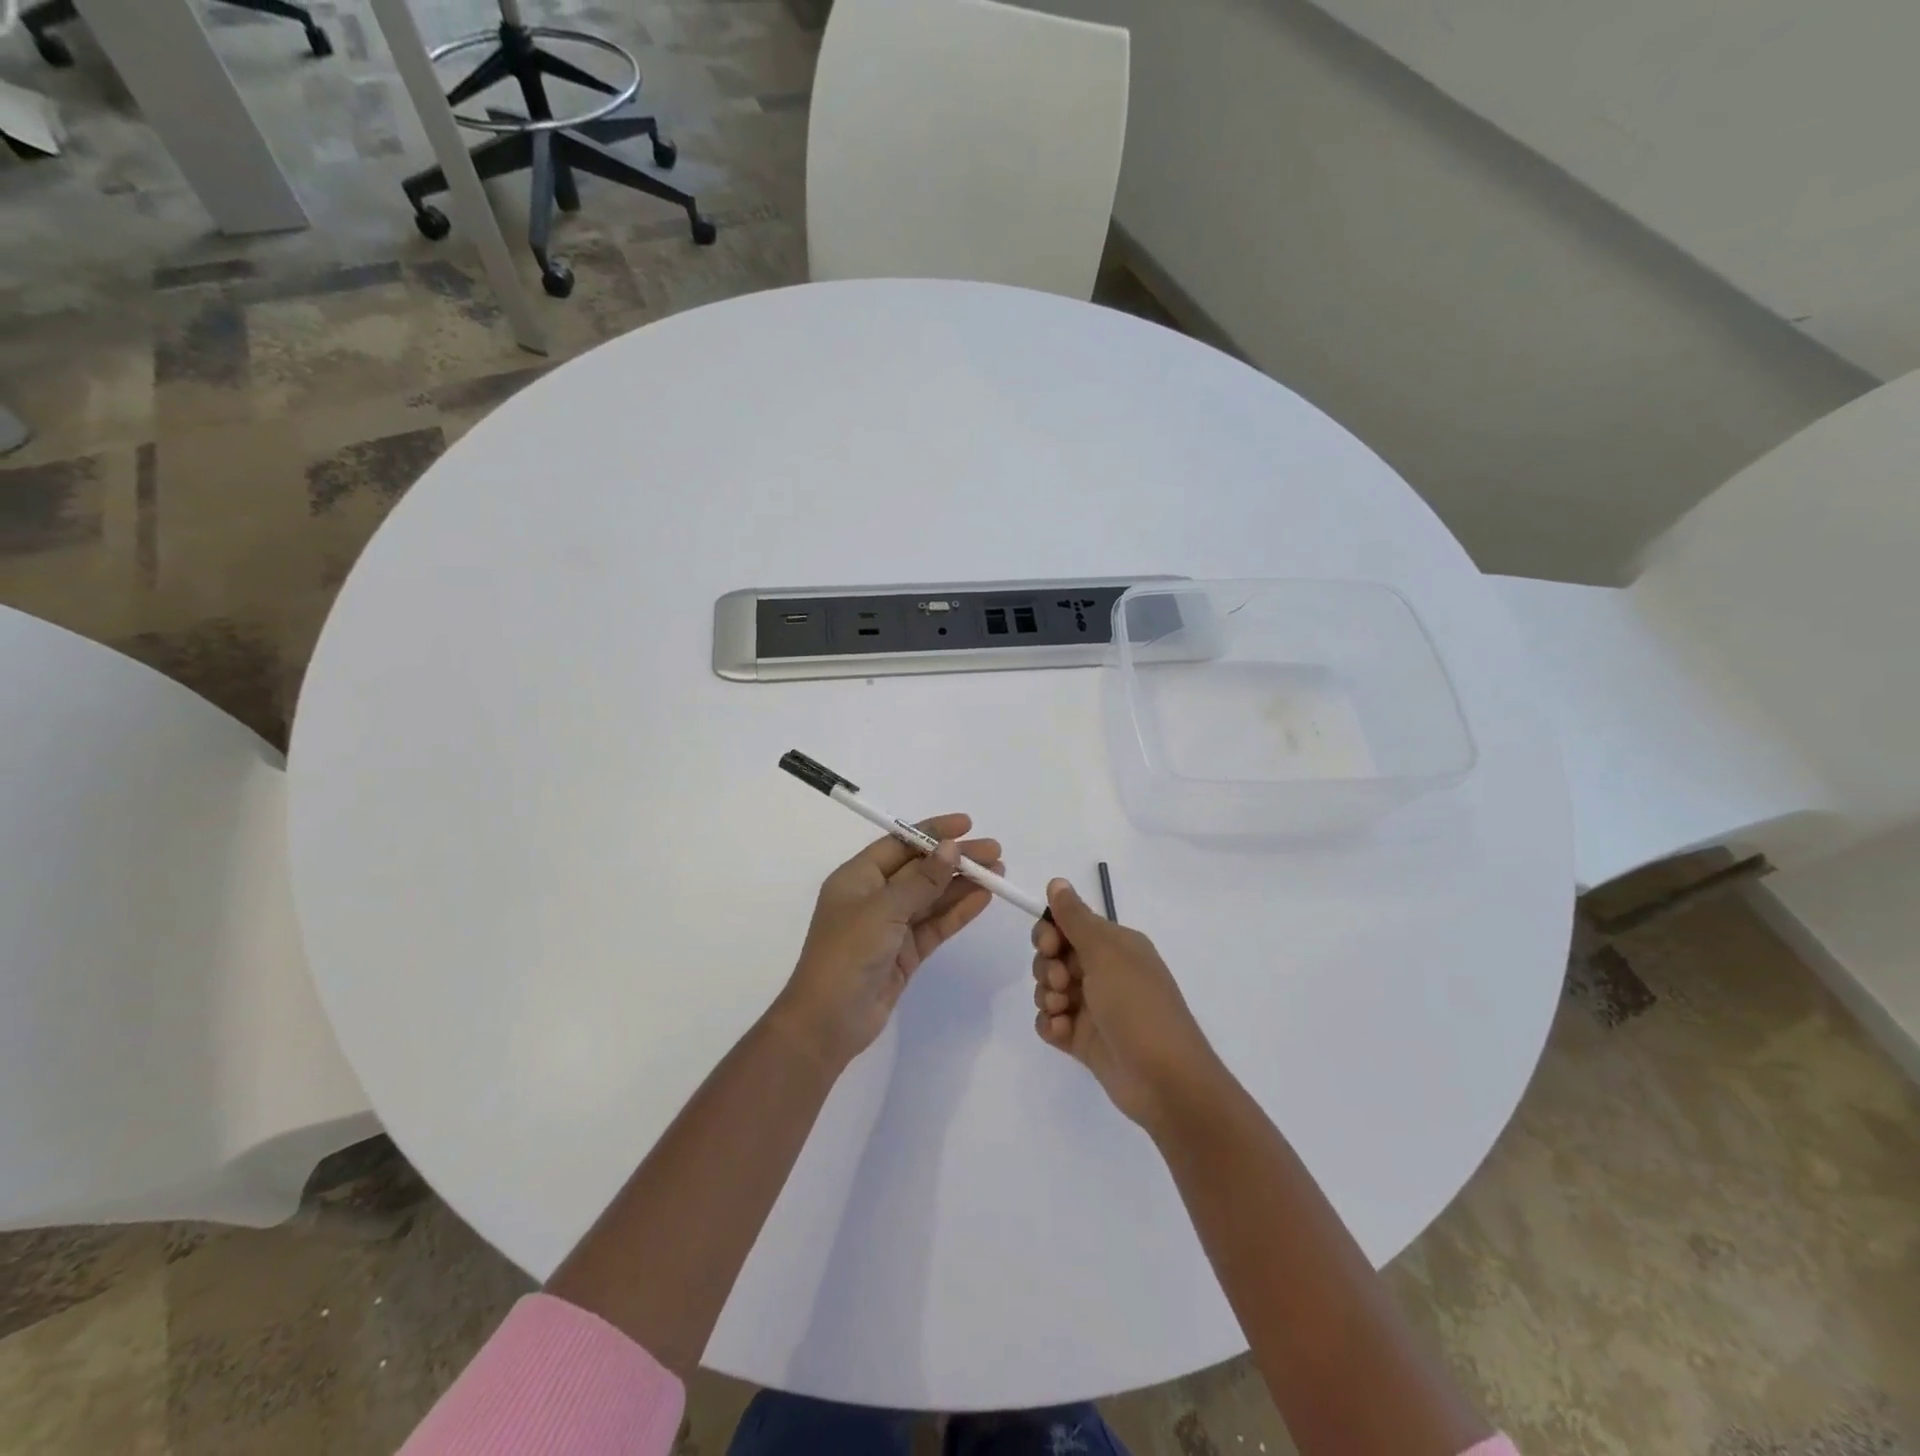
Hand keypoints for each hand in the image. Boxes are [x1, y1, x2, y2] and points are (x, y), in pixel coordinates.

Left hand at [773, 814, 1002, 1068]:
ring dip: (962, 884)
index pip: (900, 843)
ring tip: (998, 873)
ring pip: (932, 897)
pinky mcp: (905, 953)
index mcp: (857, 877)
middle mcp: (874, 897)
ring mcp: (891, 926)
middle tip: (994, 852)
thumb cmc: (847, 953)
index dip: (933, 832)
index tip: (967, 825)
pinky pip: (936, 924)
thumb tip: (951, 848)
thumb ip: (921, 880)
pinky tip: (983, 899)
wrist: (828, 1022)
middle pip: (920, 869)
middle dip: (955, 859)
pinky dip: (958, 911)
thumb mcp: (884, 909)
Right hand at [1031, 878, 1224, 1129]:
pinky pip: (1051, 1022)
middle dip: (1046, 966)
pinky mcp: (1084, 1039)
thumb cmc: (1137, 1006)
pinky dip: (1051, 1025)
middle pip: (1053, 955)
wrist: (1165, 1080)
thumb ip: (1076, 918)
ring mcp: (1093, 1007)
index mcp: (1115, 945)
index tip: (1048, 945)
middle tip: (1061, 982)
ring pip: (1049, 988)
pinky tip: (1063, 1033)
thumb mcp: (1106, 953)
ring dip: (1047, 996)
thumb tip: (1057, 881)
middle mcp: (1104, 971)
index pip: (1069, 924)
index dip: (1050, 932)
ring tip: (1064, 1011)